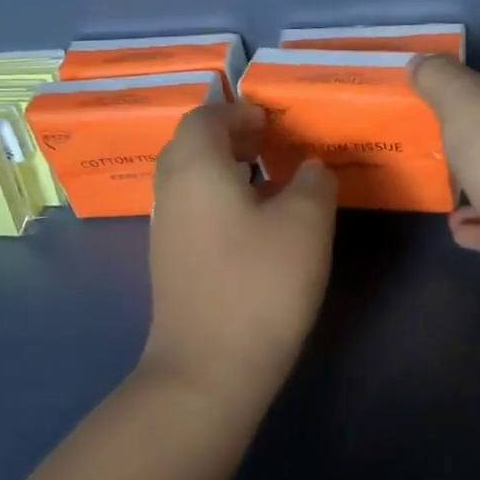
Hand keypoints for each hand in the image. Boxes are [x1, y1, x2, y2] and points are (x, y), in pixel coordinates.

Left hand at [143, 102, 337, 397]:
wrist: (208, 368)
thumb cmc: (260, 283)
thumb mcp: (306, 224)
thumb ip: (314, 182)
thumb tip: (311, 167)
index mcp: (196, 168)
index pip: (204, 116)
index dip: (238, 111)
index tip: (272, 120)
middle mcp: (170, 191)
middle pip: (190, 145)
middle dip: (229, 136)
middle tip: (270, 142)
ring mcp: (165, 229)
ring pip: (189, 179)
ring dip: (224, 168)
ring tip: (268, 179)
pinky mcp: (170, 261)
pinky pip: (191, 208)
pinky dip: (218, 198)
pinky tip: (253, 223)